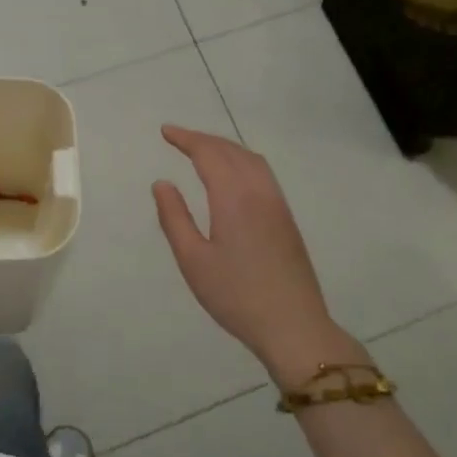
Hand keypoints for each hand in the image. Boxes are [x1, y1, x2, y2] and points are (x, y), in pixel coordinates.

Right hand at [153, 125, 356, 381]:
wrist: (293, 326)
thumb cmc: (236, 295)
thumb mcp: (193, 260)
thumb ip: (174, 218)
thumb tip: (162, 183)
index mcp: (234, 197)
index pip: (208, 154)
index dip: (186, 139)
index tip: (165, 131)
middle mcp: (259, 191)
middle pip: (231, 151)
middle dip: (204, 139)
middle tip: (178, 138)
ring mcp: (277, 203)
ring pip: (251, 159)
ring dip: (225, 147)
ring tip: (202, 150)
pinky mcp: (286, 218)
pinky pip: (263, 173)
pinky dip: (242, 160)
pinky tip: (233, 174)